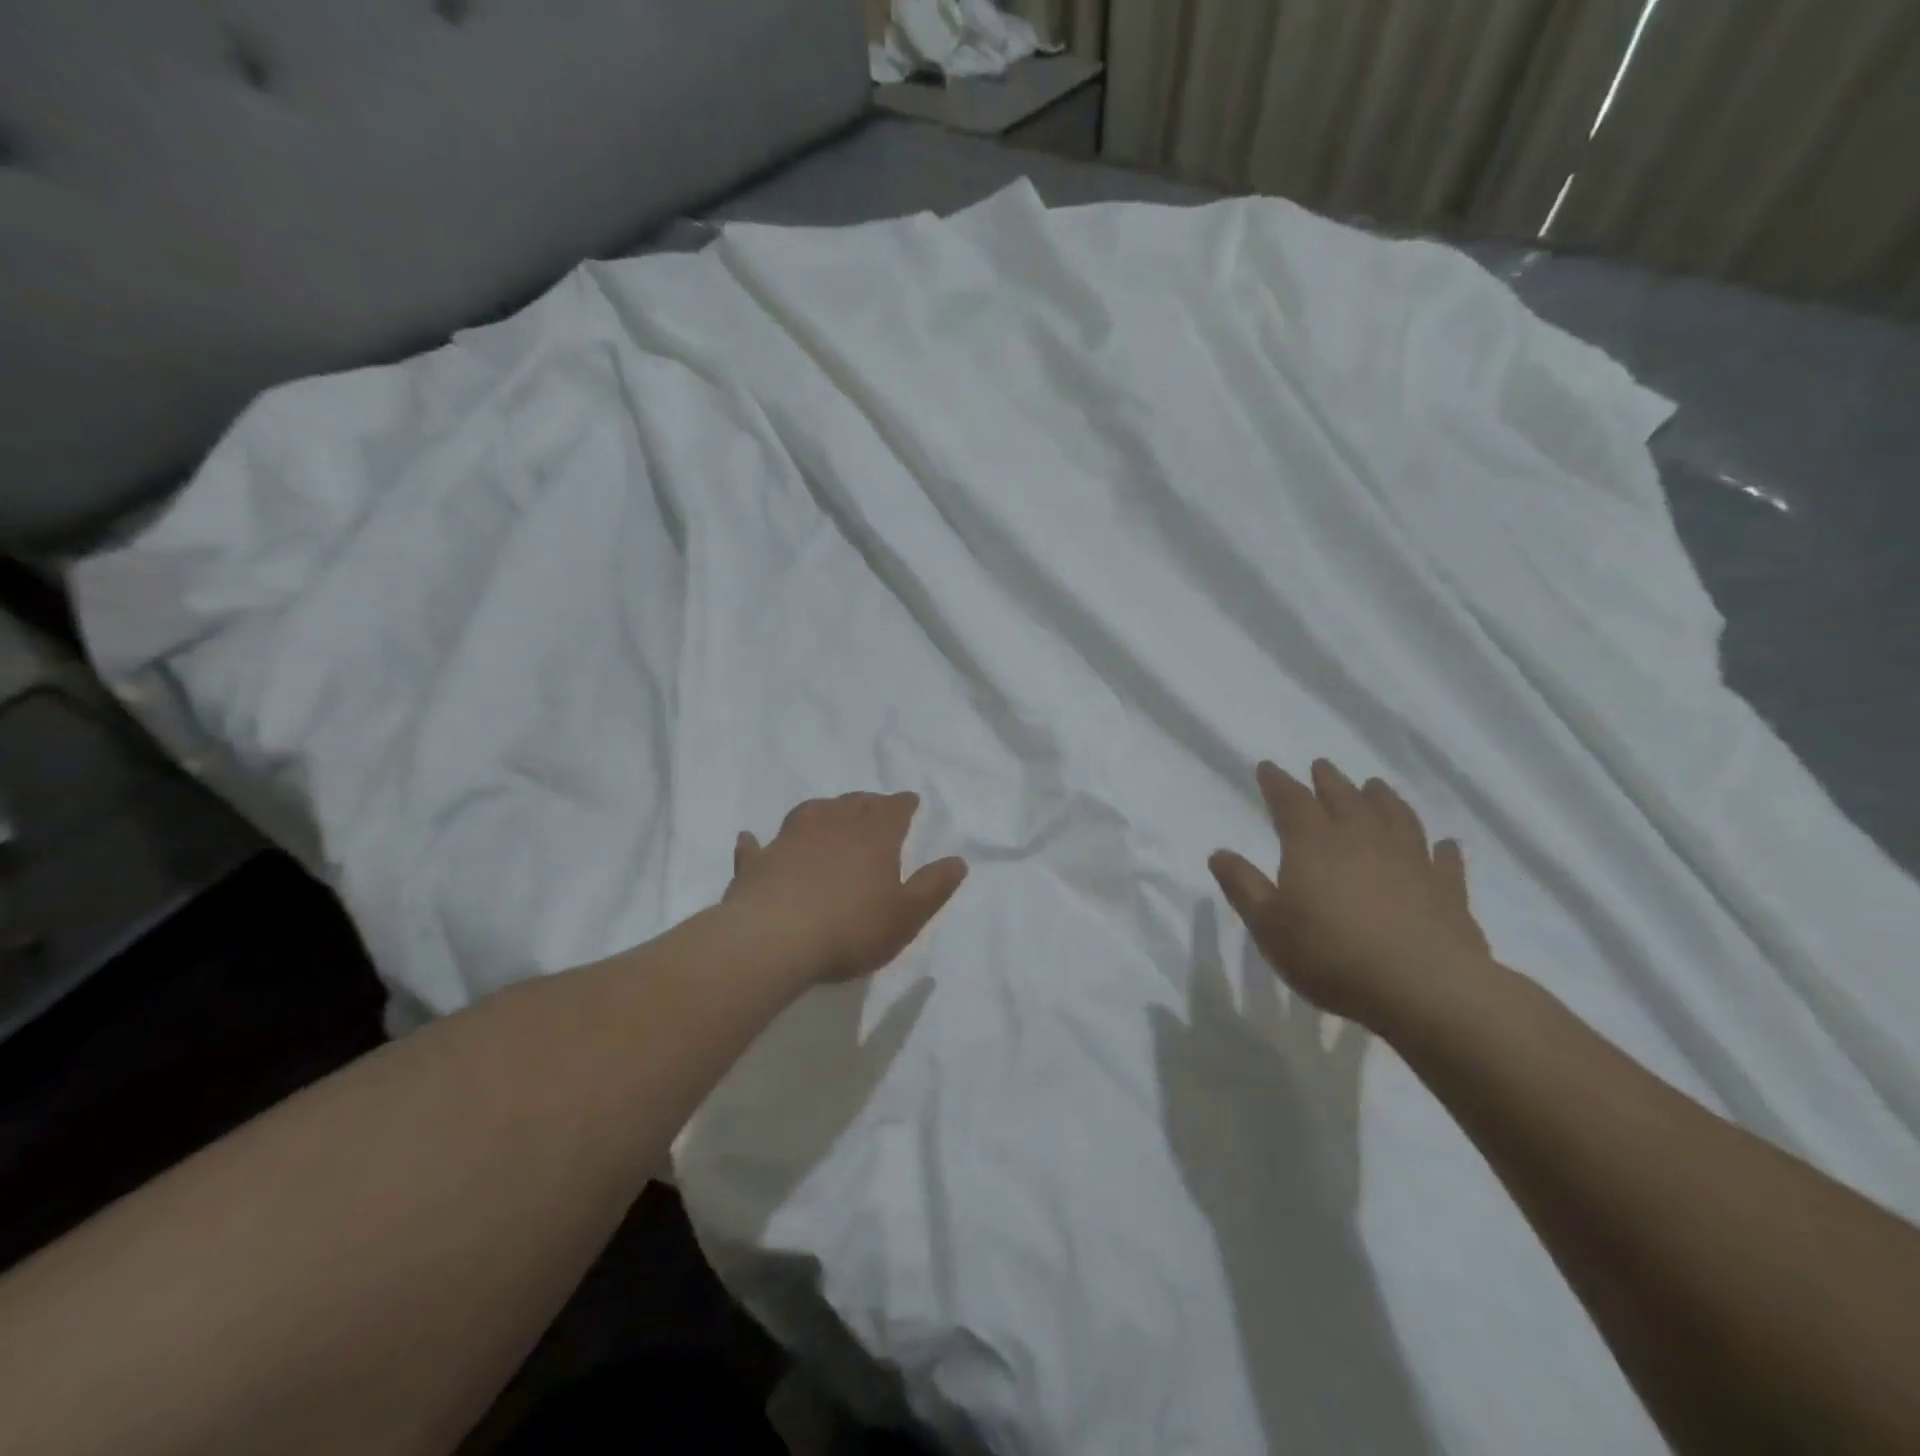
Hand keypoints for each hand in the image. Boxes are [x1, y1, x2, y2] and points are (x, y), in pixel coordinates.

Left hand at [725, 792, 967, 984]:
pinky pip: (758, 846)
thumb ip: (933, 887)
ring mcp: (790, 840)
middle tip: (874, 804)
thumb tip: (958, 860)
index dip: (903, 803)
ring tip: (828, 812)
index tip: (910, 800)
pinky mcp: (757, 863)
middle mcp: (832, 826)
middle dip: (868, 802)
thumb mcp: (906, 915)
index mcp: (873, 837)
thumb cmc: (851, 928)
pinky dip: (758, 842)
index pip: (894, 810)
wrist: (774, 939)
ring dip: (822, 810)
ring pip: (810, 813)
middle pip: (854, 804)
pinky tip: (752, 839)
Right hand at [1208, 759, 1492, 1032]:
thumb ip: (1243, 886)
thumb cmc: (1331, 954)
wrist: (1423, 987)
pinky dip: (1440, 849)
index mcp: (1313, 844)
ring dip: (1384, 799)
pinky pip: (1443, 860)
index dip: (1277, 783)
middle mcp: (1362, 840)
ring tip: (1376, 786)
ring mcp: (1410, 861)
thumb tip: (1219, 853)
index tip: (1267, 767)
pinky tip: (1442, 845)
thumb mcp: (1268, 925)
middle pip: (1344, 799)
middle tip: (1322, 766)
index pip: (1291, 801)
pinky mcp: (1447, 890)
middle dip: (1329, 781)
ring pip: (1396, 817)